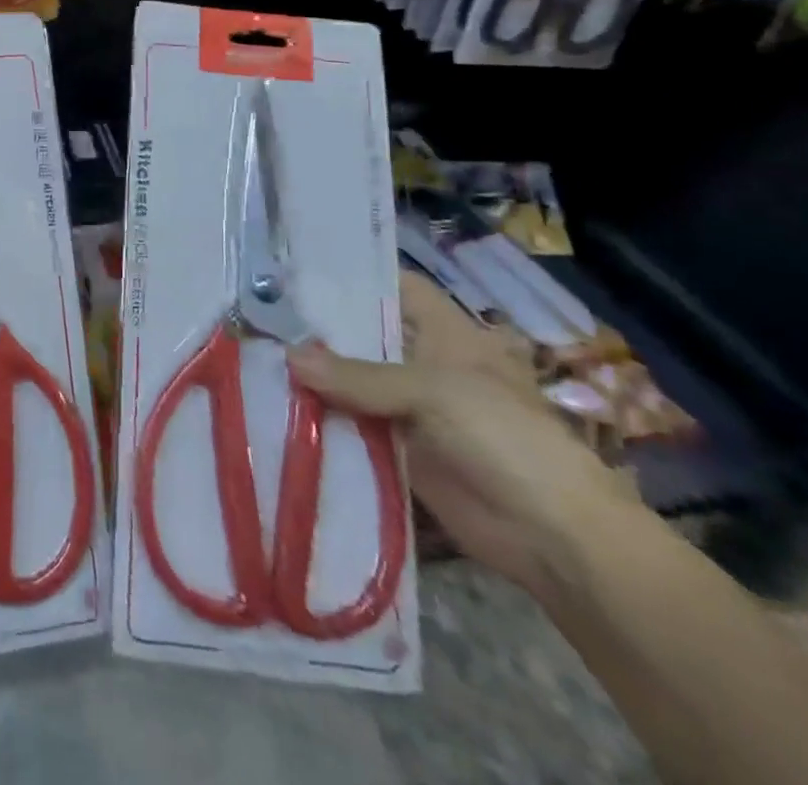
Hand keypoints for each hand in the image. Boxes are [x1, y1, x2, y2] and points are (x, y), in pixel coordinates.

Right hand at [288, 271, 642, 597]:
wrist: (552, 536)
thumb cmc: (503, 437)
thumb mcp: (430, 392)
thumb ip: (357, 375)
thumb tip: (287, 356)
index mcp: (445, 334)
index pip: (396, 288)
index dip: (354, 278)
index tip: (298, 271)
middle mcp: (424, 364)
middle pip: (365, 337)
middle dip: (319, 330)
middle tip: (260, 319)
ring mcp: (410, 409)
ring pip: (353, 383)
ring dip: (315, 379)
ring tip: (255, 360)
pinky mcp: (400, 451)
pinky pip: (353, 427)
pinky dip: (322, 421)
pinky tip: (277, 410)